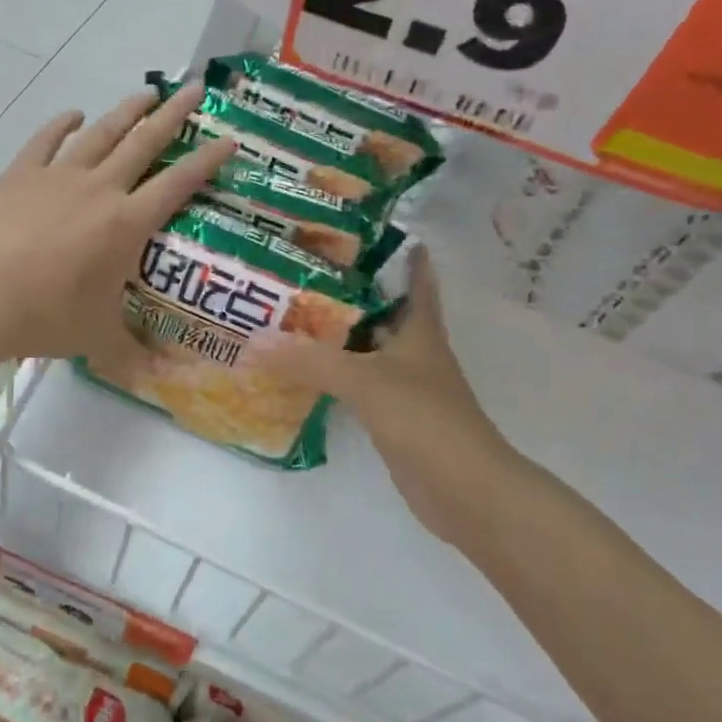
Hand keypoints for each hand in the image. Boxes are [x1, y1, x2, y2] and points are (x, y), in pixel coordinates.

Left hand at [0, 83, 234, 366]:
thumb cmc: (46, 315)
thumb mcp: (97, 338)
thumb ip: (132, 353)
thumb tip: (163, 380)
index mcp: (127, 224)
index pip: (178, 184)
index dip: (207, 161)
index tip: (228, 138)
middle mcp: (100, 189)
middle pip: (144, 142)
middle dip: (174, 115)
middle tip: (195, 89)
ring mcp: (59, 176)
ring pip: (101, 133)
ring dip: (126, 112)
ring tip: (146, 93)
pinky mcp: (21, 174)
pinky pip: (46, 141)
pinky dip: (61, 124)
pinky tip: (72, 114)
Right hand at [260, 246, 510, 550]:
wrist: (465, 491)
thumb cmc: (425, 419)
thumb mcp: (365, 380)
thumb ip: (311, 361)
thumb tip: (255, 341)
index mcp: (420, 330)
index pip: (415, 281)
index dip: (404, 256)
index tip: (375, 231)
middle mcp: (414, 352)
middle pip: (381, 313)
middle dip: (350, 294)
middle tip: (303, 272)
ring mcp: (404, 387)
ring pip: (366, 350)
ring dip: (337, 336)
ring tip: (292, 315)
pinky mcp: (393, 418)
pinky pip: (357, 386)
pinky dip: (334, 376)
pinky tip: (304, 372)